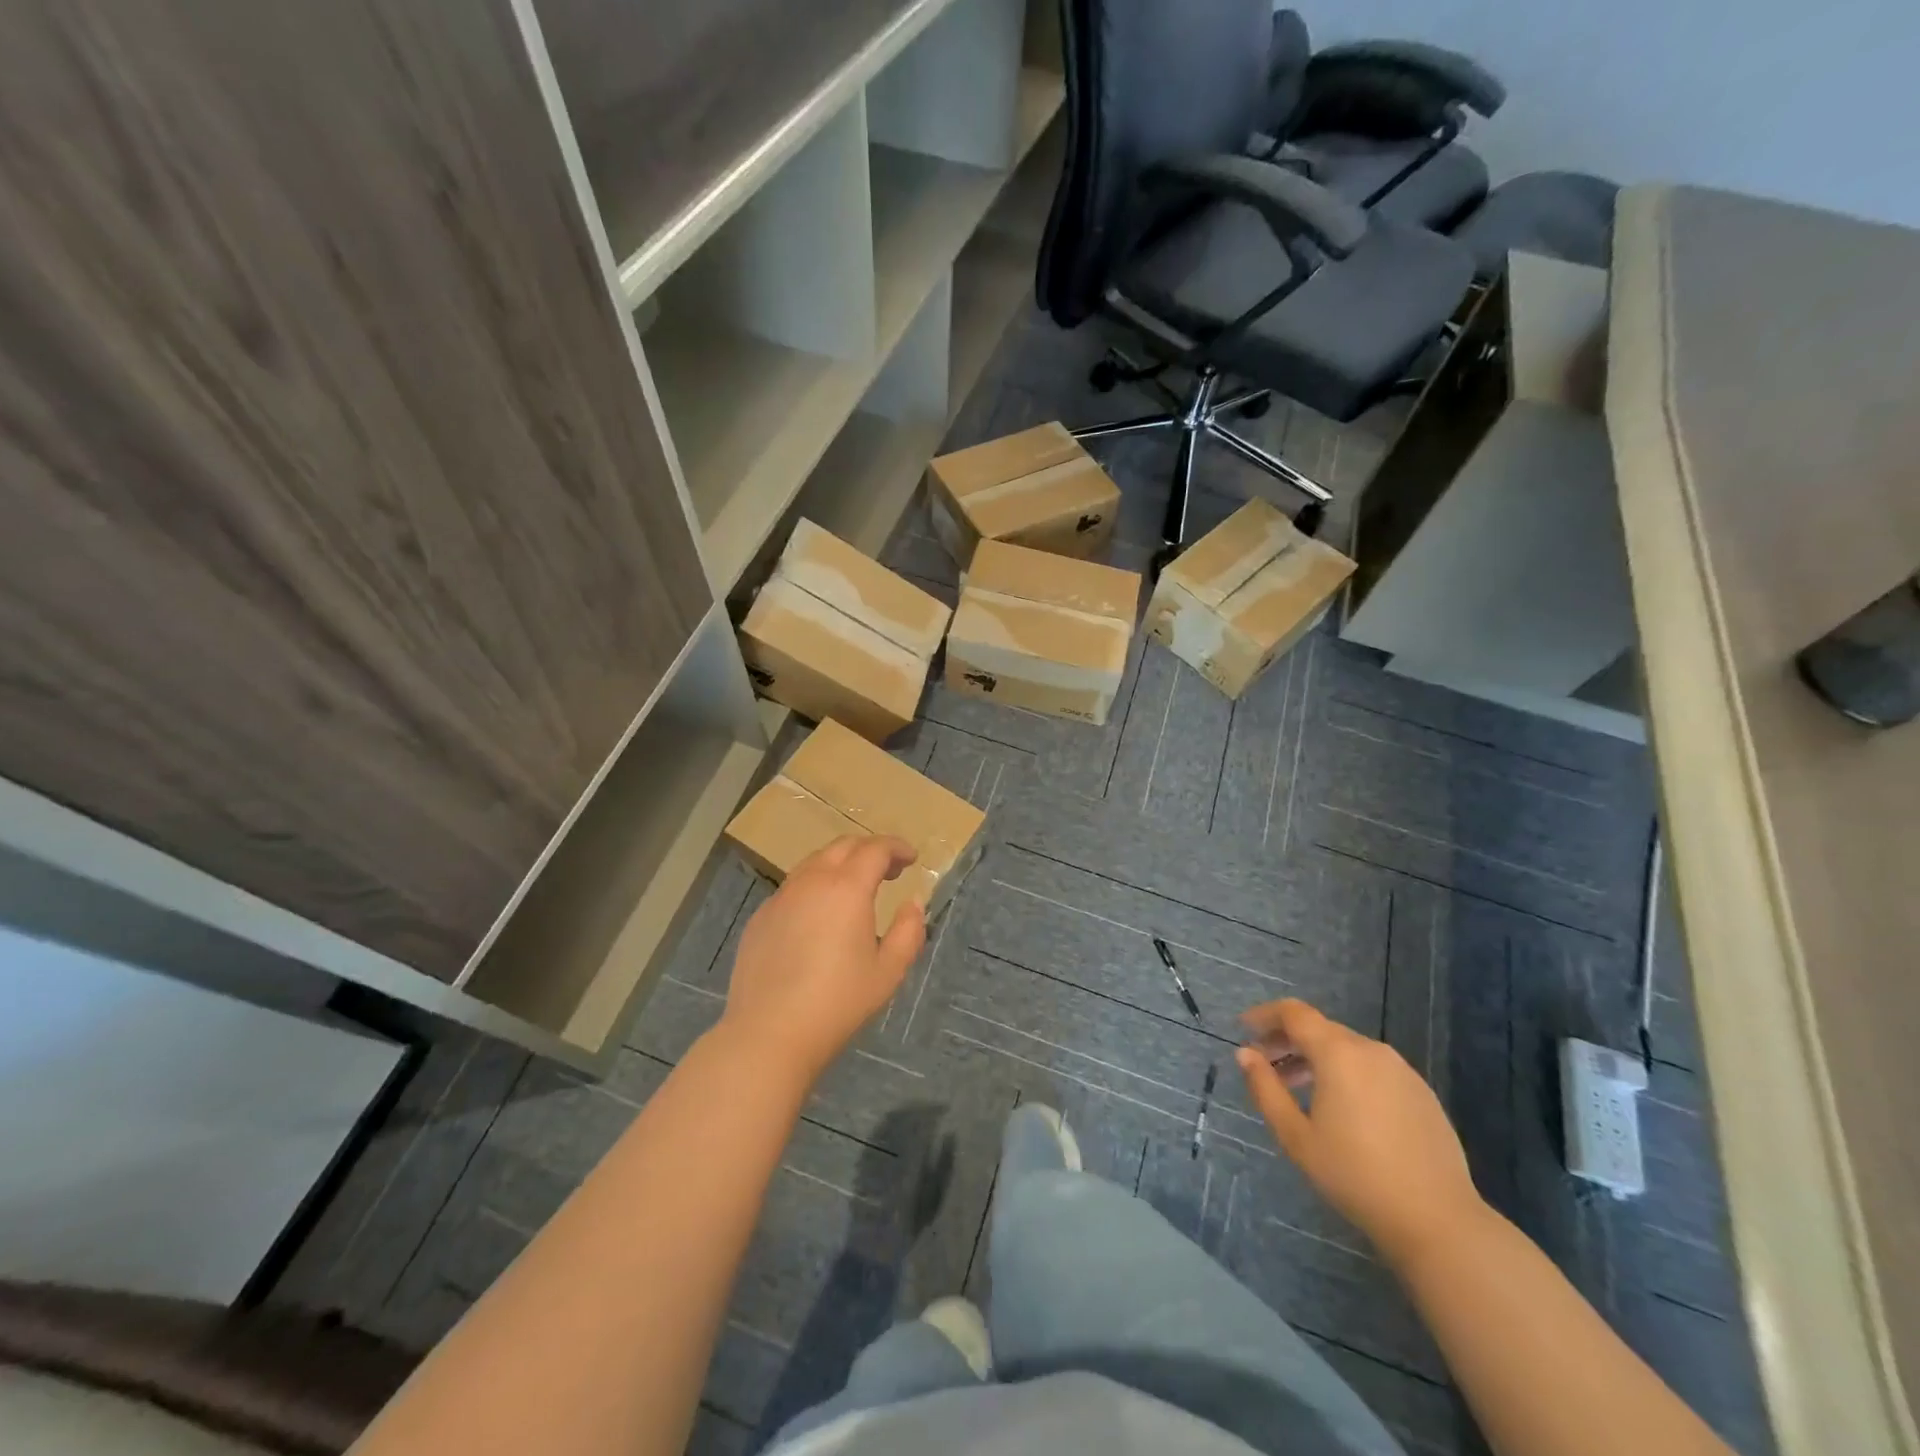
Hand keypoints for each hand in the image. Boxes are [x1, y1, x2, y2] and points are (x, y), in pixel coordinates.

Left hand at [720, 836, 926, 1086]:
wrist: (769, 1033)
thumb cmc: (838, 1002)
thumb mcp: (888, 971)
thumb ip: (908, 931)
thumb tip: (912, 904)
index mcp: (847, 888)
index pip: (875, 849)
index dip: (897, 847)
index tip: (911, 858)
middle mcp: (811, 882)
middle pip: (842, 847)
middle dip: (869, 850)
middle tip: (889, 870)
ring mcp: (781, 898)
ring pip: (814, 863)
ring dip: (840, 865)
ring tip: (855, 889)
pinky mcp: (760, 918)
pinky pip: (793, 888)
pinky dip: (815, 887)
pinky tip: (819, 917)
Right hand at [1235, 999, 1484, 1267]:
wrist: (1438, 1221)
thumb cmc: (1355, 1175)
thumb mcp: (1296, 1136)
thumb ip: (1265, 1088)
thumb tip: (1245, 1054)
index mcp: (1338, 1053)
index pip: (1294, 1013)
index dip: (1264, 1015)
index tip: (1244, 1029)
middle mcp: (1371, 1050)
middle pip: (1320, 1029)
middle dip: (1287, 1040)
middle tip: (1265, 1064)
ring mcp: (1402, 1071)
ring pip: (1347, 1049)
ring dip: (1316, 1058)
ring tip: (1298, 1088)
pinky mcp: (1422, 1093)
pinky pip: (1372, 1068)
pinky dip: (1346, 1073)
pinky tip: (1341, 1109)